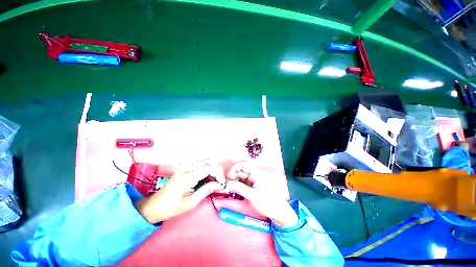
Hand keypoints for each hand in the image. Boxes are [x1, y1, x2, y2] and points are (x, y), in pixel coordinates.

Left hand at [134, 160, 224, 223]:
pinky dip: (206, 170)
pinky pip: (199, 165)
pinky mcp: (184, 168)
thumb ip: (206, 191)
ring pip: (204, 162)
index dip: (218, 174)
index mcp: (187, 176)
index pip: (209, 168)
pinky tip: (207, 180)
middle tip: (218, 183)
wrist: (154, 206)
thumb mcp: (190, 203)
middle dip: (216, 172)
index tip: (222, 184)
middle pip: (208, 163)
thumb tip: (219, 185)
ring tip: (213, 182)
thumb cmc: (171, 208)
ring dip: (211, 170)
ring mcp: (184, 167)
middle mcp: (186, 168)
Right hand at [226, 162, 298, 227]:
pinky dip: (238, 185)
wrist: (279, 213)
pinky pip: (244, 183)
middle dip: (234, 175)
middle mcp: (255, 175)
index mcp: (258, 173)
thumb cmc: (269, 203)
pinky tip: (234, 190)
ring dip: (235, 180)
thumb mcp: (254, 196)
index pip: (244, 165)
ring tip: (229, 188)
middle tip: (227, 184)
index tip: (229, 176)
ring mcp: (254, 180)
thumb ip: (241, 189)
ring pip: (242, 177)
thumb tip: (228, 184)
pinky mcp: (253, 186)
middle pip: (242, 170)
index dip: (235, 168)